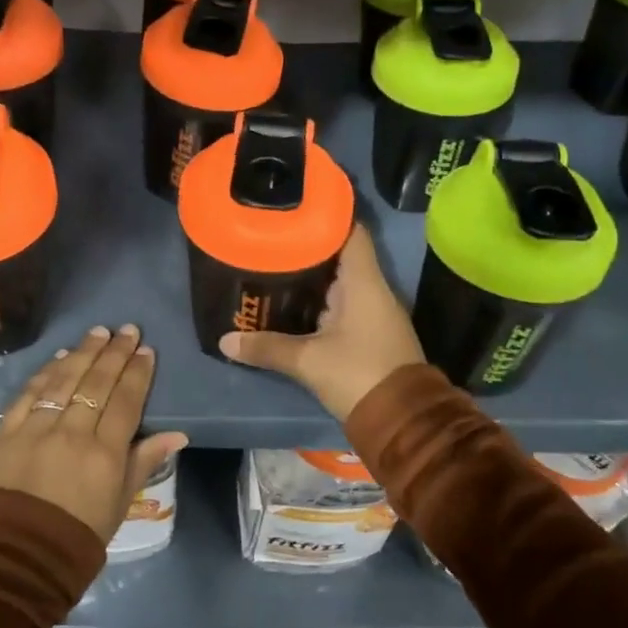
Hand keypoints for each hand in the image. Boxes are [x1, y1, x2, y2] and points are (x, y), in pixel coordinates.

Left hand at [0, 324, 189, 543]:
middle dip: (114, 353)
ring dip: (83, 353)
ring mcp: (36, 430)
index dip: (137, 373)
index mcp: (105, 454)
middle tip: (127, 329)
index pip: (126, 401)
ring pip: (64, 381)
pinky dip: (46, 373)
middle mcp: (72, 433)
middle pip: (97, 383)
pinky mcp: (6, 432)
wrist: (17, 558)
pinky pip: (29, 394)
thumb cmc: (78, 535)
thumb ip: (145, 461)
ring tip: (98, 332)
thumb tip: (178, 434)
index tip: (145, 350)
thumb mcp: (120, 503)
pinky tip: (60, 357)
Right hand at [219, 223, 424, 421]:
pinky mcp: (370, 333)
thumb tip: (225, 341)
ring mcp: (374, 312)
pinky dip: (320, 299)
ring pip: (340, 281)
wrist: (403, 422)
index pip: (352, 231)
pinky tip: (294, 302)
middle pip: (341, 254)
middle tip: (272, 237)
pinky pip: (343, 303)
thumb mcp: (308, 361)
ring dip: (313, 275)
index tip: (297, 206)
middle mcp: (373, 290)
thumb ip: (267, 347)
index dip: (328, 214)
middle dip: (309, 245)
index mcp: (364, 282)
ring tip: (275, 263)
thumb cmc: (358, 375)